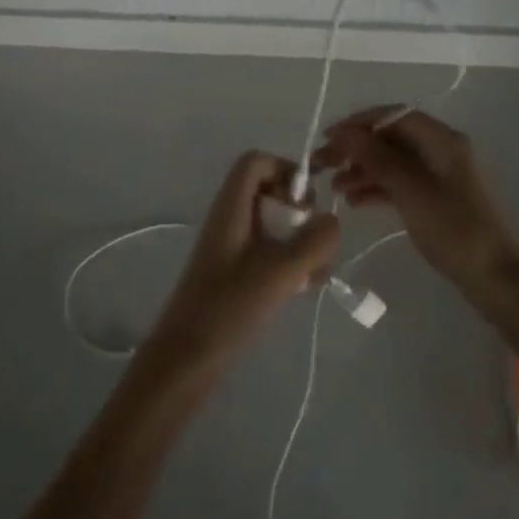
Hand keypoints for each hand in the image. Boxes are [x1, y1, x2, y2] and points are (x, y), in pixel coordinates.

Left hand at [139, 152, 338, 378]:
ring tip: (315, 274)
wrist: (188, 356)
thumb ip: (315, 240)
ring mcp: (231, 245)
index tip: (307, 204)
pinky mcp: (235, 271)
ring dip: (301, 242)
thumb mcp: (282, 270)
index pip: (256, 161)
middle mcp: (229, 218)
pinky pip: (268, 250)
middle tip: (317, 241)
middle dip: (301, 213)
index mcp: (231, 206)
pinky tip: (303, 289)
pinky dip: (289, 262)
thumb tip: (331, 220)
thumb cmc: (230, 305)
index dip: (285, 170)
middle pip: (270, 192)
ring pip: (274, 225)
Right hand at [313, 109, 518, 289]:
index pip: (394, 116)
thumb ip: (376, 157)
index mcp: (442, 139)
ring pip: (391, 162)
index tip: (329, 136)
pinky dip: (376, 188)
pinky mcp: (434, 198)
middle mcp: (440, 150)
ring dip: (361, 170)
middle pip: (390, 138)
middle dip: (355, 148)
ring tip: (333, 187)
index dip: (359, 122)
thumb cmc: (454, 228)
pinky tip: (352, 202)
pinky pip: (399, 183)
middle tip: (322, 163)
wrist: (494, 277)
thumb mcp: (410, 190)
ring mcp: (438, 175)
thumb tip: (344, 132)